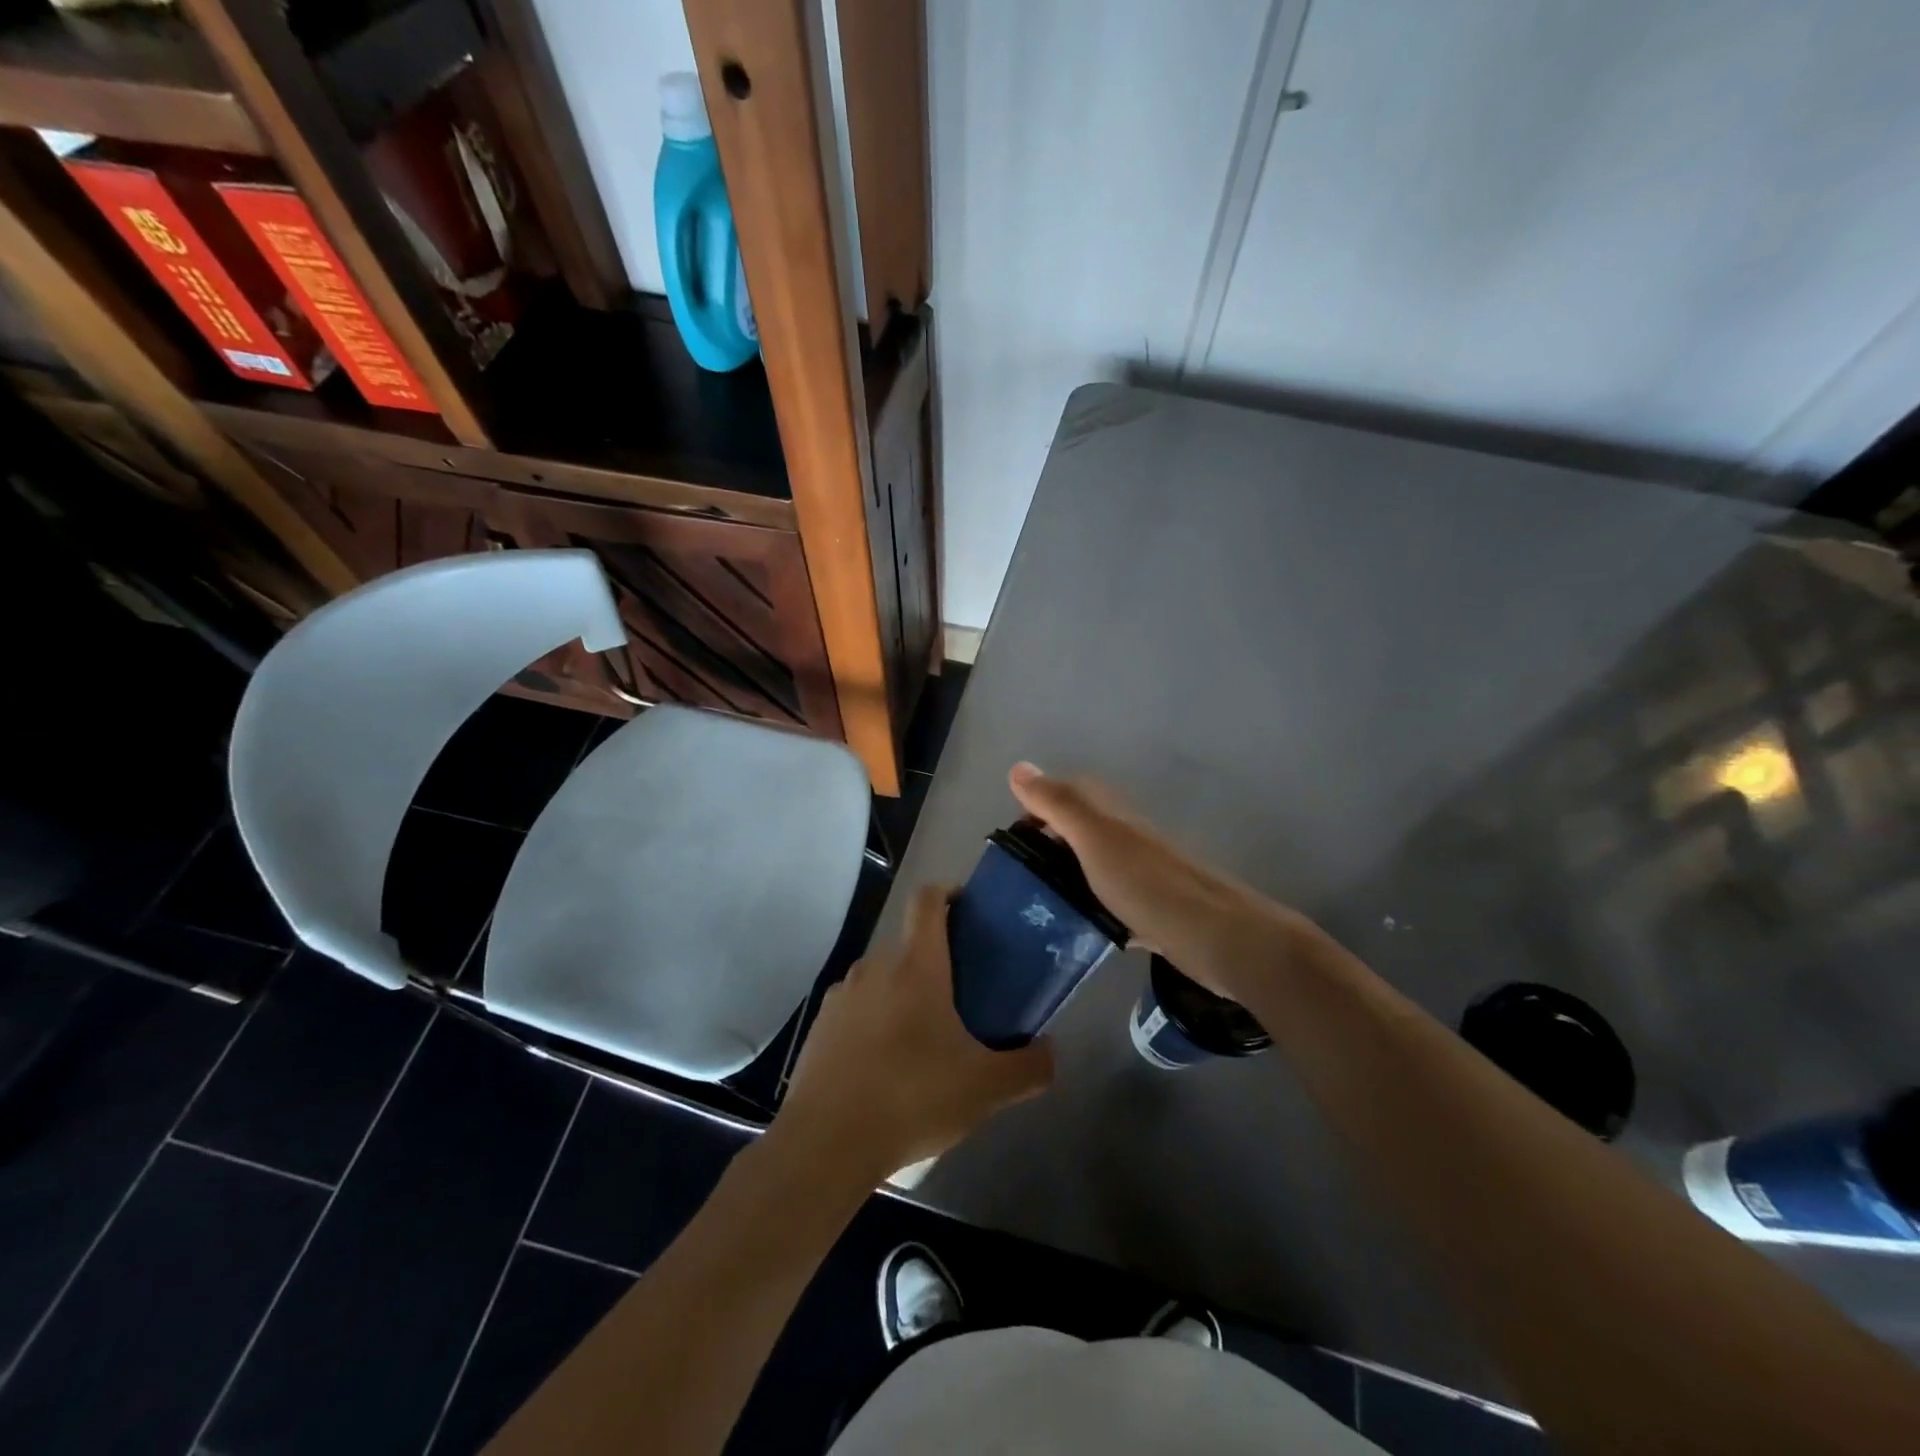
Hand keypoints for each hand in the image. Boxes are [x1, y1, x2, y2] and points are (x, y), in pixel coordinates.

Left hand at [776, 883, 1053, 1180]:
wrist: (826, 1142)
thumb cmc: (912, 1098)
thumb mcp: (985, 1089)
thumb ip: (1028, 1068)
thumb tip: (1051, 1052)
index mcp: (916, 965)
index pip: (927, 899)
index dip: (948, 892)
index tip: (968, 909)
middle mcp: (875, 966)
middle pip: (908, 943)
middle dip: (934, 960)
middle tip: (960, 996)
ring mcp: (842, 994)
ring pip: (881, 976)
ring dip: (902, 992)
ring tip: (922, 1037)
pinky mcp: (820, 1025)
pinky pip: (856, 1006)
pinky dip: (874, 1019)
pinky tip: (885, 1064)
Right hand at [1007, 762, 1319, 1007]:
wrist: (1215, 936)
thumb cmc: (1147, 882)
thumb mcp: (1094, 837)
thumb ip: (1058, 803)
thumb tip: (1017, 767)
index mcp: (1111, 814)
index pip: (1067, 794)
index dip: (1037, 807)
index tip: (1012, 839)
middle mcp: (1126, 837)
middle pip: (1078, 830)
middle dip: (1047, 845)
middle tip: (1017, 876)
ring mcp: (1140, 874)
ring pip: (1093, 866)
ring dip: (1067, 878)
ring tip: (1035, 904)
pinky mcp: (1151, 909)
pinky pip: (1110, 902)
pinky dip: (1091, 909)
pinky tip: (1077, 930)